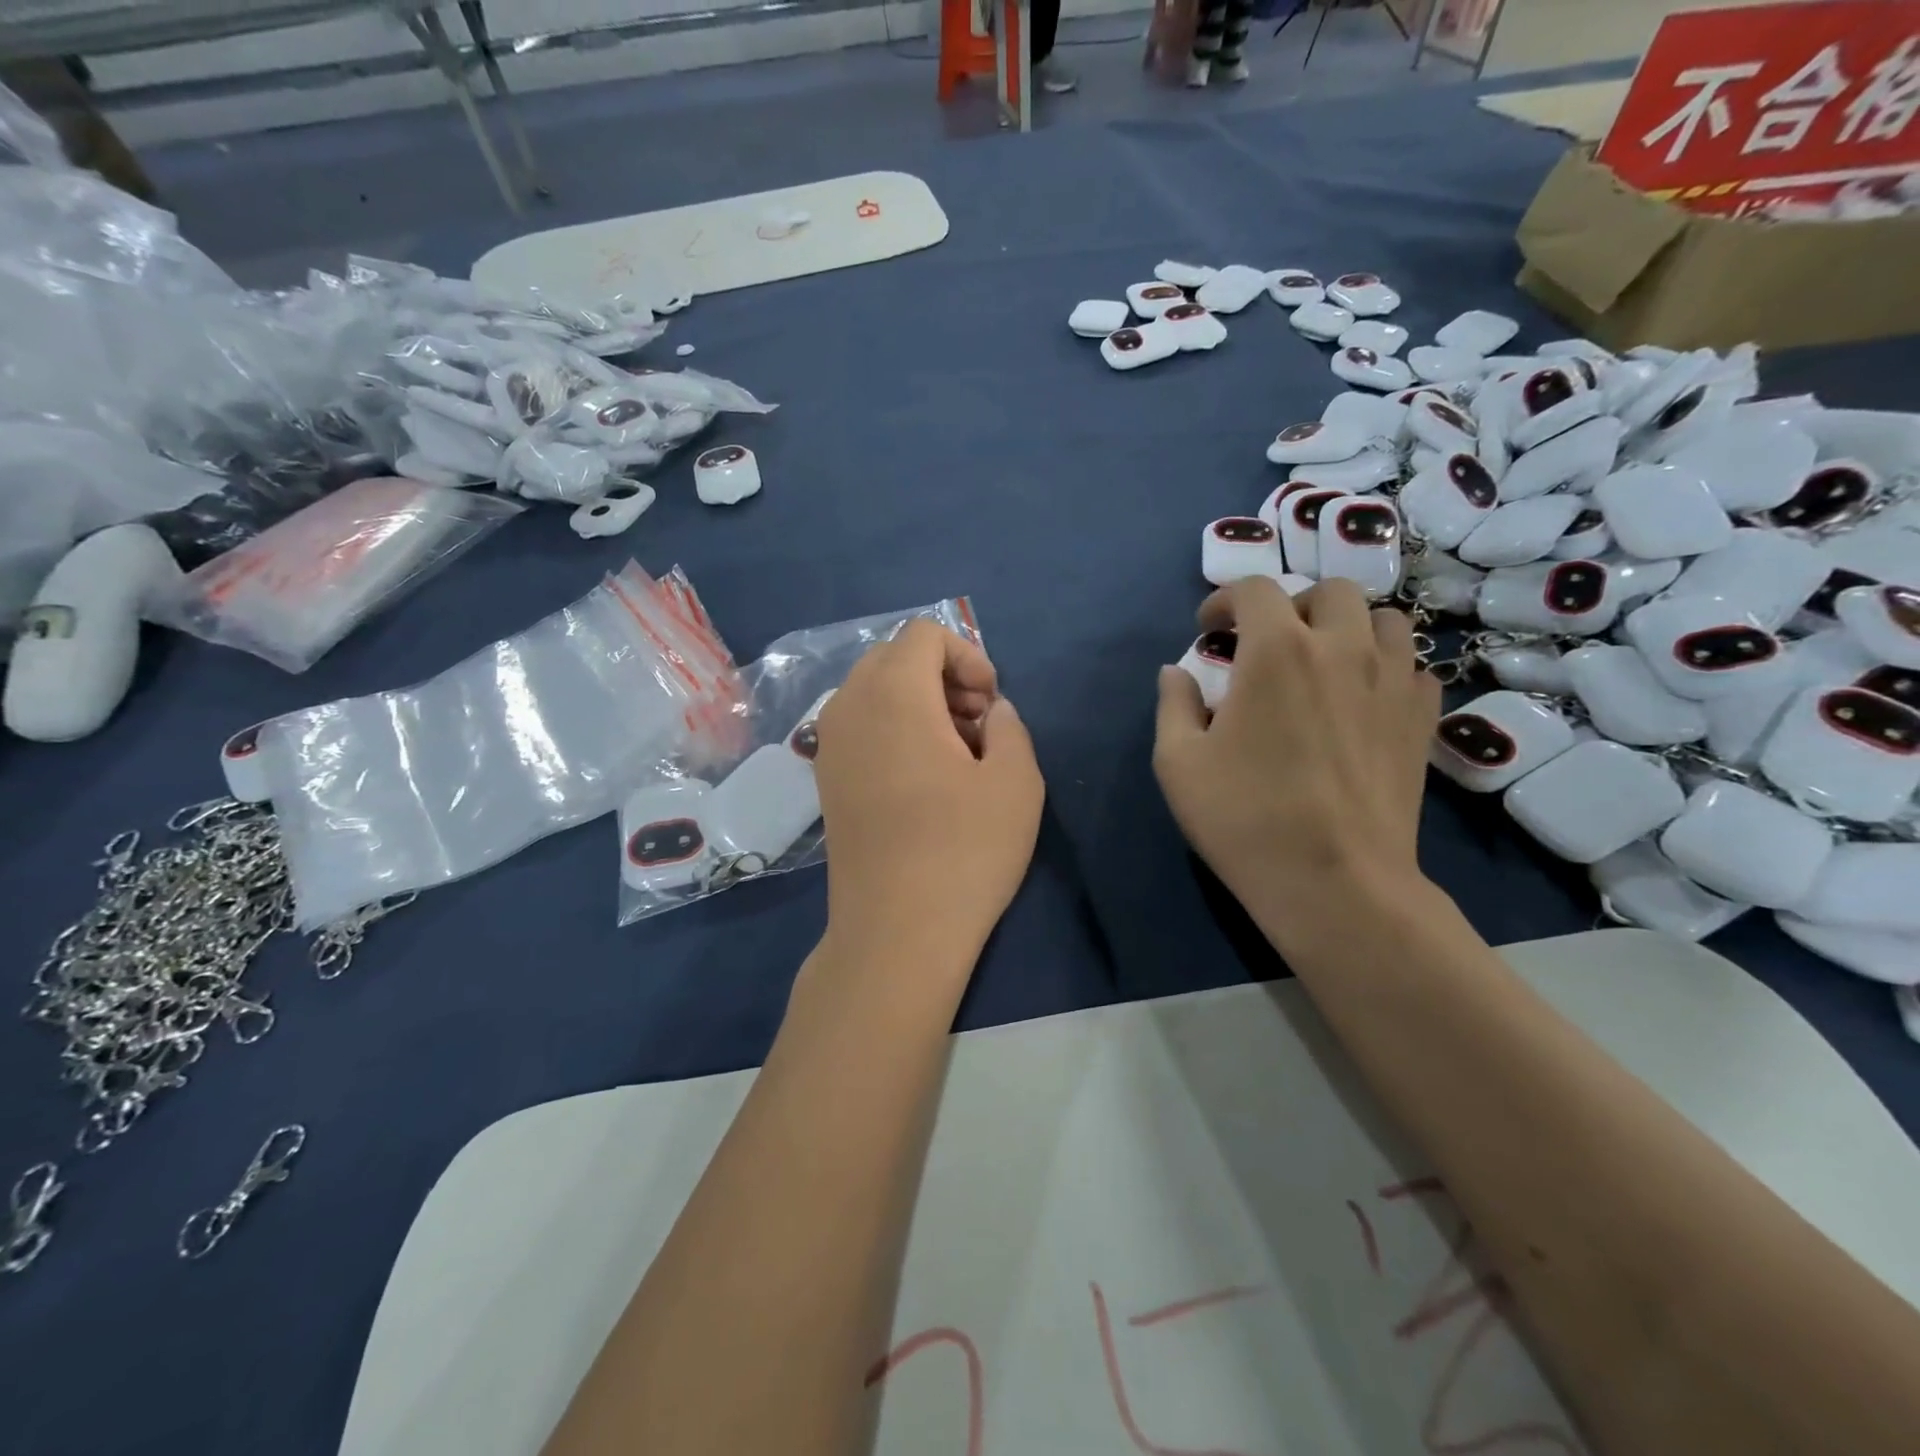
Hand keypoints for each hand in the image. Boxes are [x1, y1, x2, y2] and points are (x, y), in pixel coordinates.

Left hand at [814, 620, 1044, 970]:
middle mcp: (848, 707)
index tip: (990, 705)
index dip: (968, 657)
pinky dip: (894, 730)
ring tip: (956, 756)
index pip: (923, 634)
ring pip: (875, 692)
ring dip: (919, 704)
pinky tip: (923, 780)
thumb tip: (991, 712)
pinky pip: (860, 726)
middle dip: (943, 677)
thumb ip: (1009, 726)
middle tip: (977, 727)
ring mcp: (829, 745)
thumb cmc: (963, 851)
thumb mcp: (1016, 781)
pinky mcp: (826, 780)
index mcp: (892, 694)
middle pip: (895, 658)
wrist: (895, 932)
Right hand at [1153, 577, 1439, 938]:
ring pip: (1383, 619)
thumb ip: (1172, 704)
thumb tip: (1176, 671)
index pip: (1255, 589)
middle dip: (1291, 605)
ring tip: (1323, 660)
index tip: (1208, 628)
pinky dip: (1385, 666)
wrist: (1335, 882)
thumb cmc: (1245, 819)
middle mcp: (1341, 648)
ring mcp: (1390, 681)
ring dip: (1348, 626)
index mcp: (1275, 651)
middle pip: (1328, 591)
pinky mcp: (1420, 718)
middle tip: (1267, 642)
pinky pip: (1411, 666)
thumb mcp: (1178, 762)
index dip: (1225, 600)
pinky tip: (1362, 696)